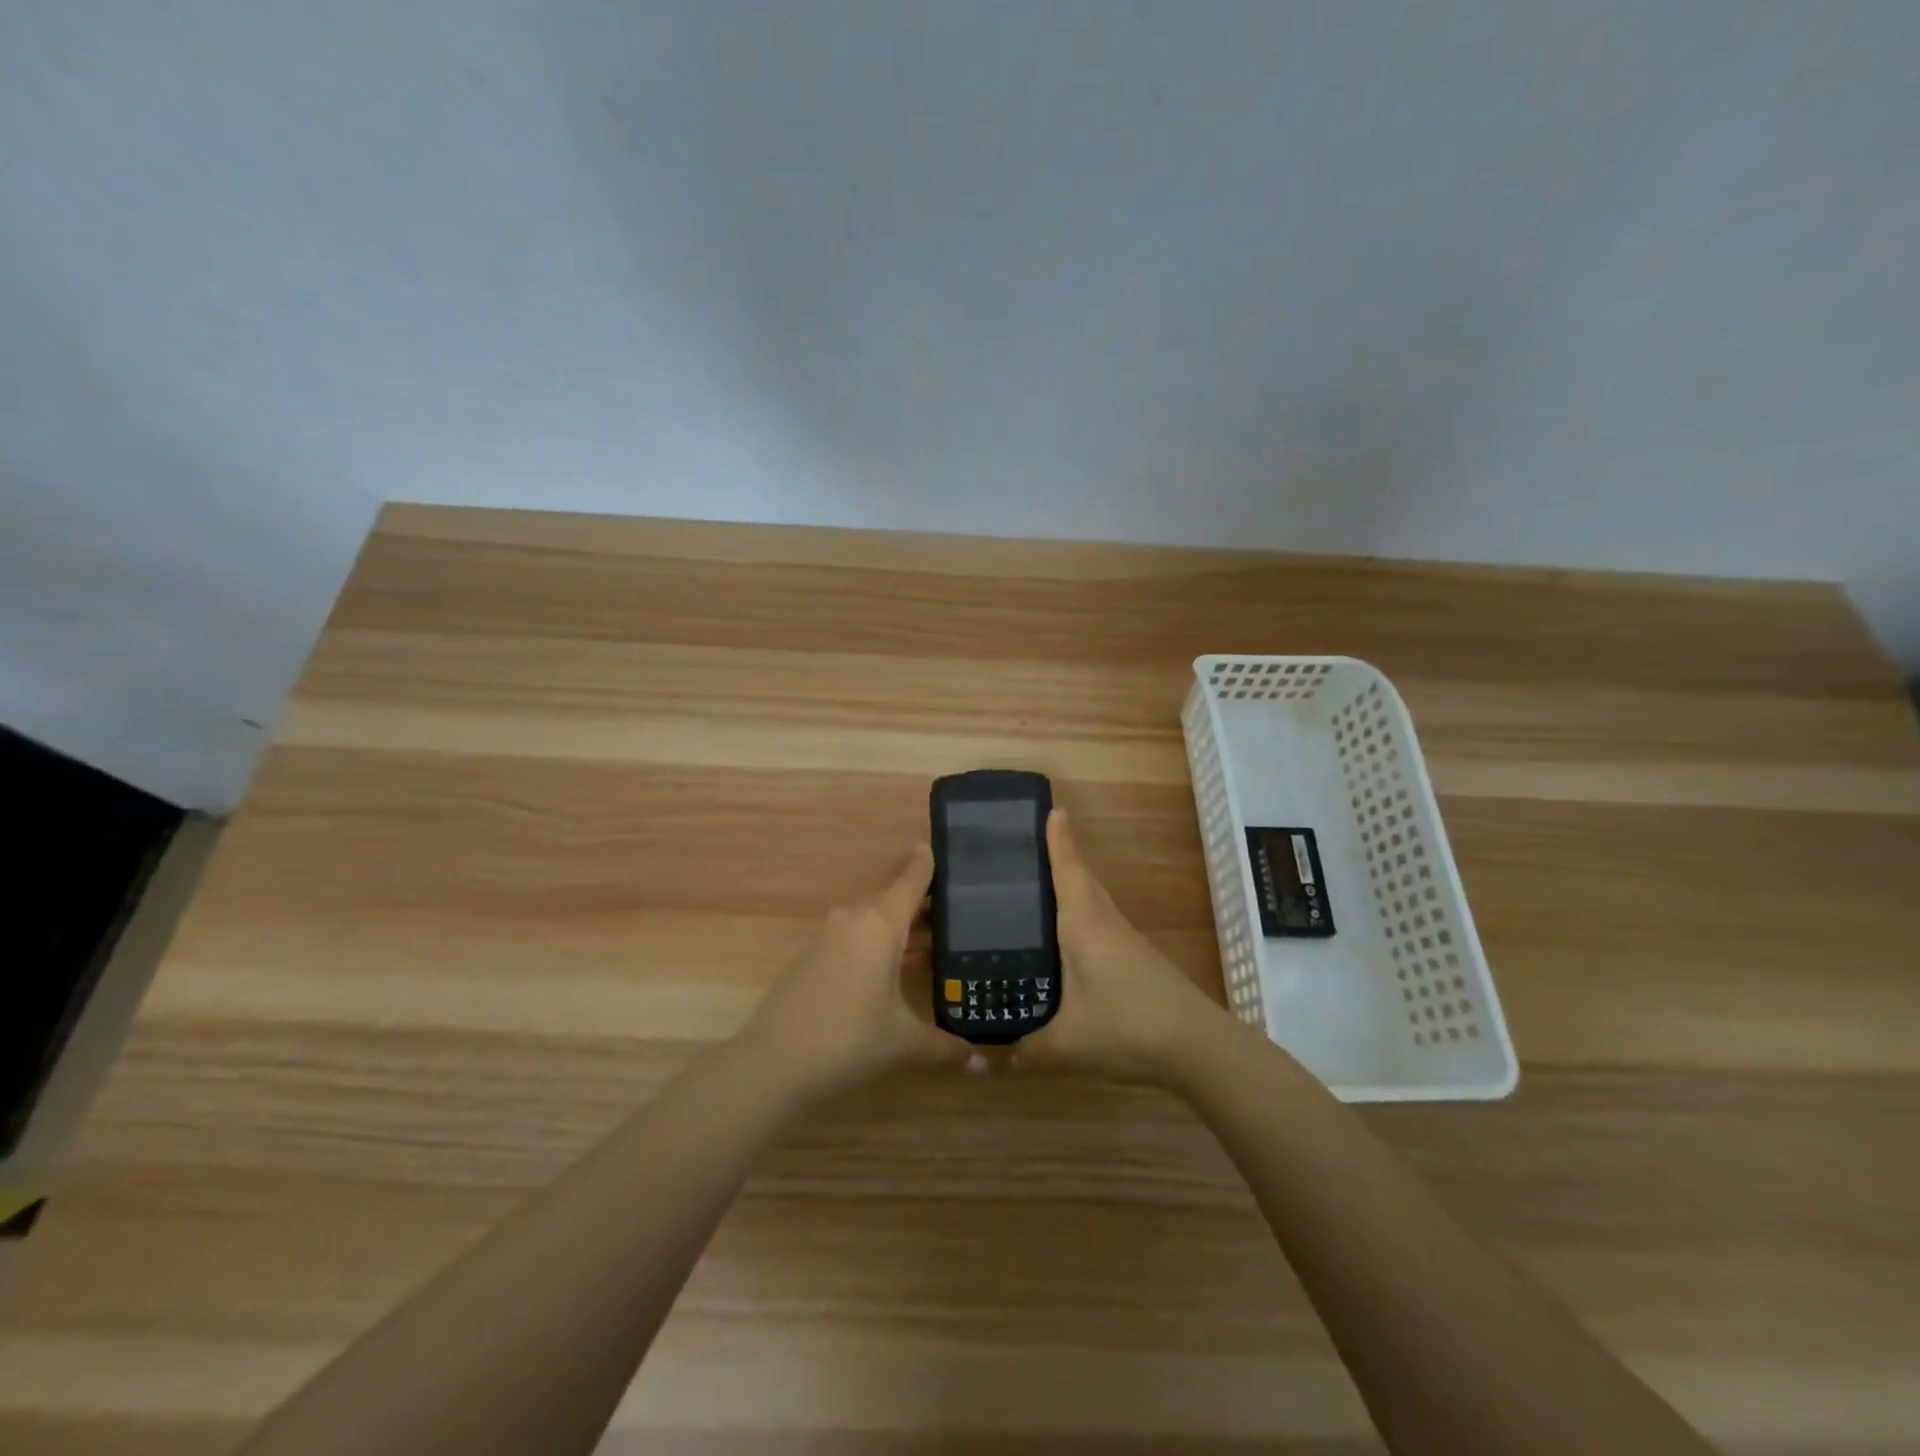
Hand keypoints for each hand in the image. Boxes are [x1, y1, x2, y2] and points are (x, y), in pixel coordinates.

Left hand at [743, 844, 967, 1102]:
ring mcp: (830, 936)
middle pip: (894, 897)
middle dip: (923, 901)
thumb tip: (981, 1060)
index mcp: (881, 923)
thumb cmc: (848, 1041)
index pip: (911, 879)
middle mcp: (855, 919)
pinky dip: (881, 943)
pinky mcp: (814, 956)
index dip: (927, 863)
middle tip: (958, 905)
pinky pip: (857, 936)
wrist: (772, 1064)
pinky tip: (898, 966)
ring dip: (902, 926)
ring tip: (937, 938)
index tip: (943, 845)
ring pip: (875, 919)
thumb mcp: (903, 1043)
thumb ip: (945, 1046)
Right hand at [1017, 809, 1229, 1085]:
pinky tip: (1064, 940)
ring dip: (1070, 886)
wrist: (1198, 1047)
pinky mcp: (1134, 960)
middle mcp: (1104, 922)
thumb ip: (1028, 1048)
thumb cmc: (1127, 1027)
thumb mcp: (1066, 1045)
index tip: (1051, 807)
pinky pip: (1099, 923)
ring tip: (1037, 888)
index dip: (1058, 839)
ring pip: (1091, 901)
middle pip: (1081, 879)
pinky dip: (1079, 916)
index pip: (1067, 870)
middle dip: (1060, 856)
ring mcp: (1124, 940)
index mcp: (1084, 924)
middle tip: (1027, 846)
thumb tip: (997, 1053)